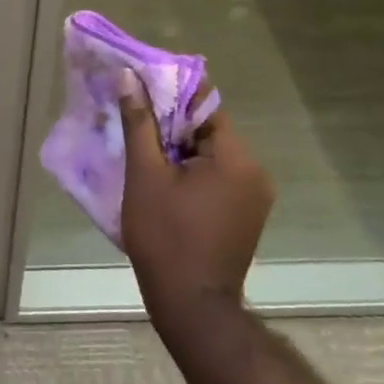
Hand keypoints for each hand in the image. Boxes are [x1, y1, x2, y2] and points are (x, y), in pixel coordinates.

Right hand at [117, 66, 274, 341]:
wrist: (191, 305)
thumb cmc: (165, 235)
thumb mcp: (145, 174)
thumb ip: (140, 123)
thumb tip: (129, 78)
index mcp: (235, 157)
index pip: (204, 104)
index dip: (170, 91)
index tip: (140, 84)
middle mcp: (254, 171)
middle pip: (207, 128)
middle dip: (170, 121)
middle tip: (132, 115)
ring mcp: (253, 196)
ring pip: (210, 153)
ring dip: (177, 147)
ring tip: (141, 145)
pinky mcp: (244, 214)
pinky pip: (215, 176)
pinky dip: (189, 169)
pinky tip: (160, 176)